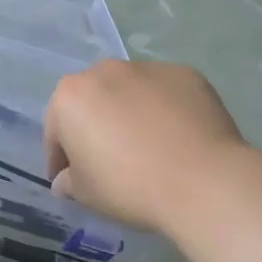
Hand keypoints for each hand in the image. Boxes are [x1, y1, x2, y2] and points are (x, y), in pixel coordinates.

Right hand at [44, 61, 254, 236]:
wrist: (204, 182)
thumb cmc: (129, 186)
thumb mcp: (85, 193)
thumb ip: (67, 181)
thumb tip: (66, 180)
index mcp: (70, 96)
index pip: (56, 130)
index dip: (61, 158)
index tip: (71, 179)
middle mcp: (104, 71)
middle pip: (93, 102)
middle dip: (95, 126)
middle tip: (110, 160)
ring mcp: (147, 68)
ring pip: (129, 93)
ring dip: (130, 114)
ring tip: (149, 147)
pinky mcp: (186, 74)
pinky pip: (165, 93)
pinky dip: (165, 110)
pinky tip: (177, 137)